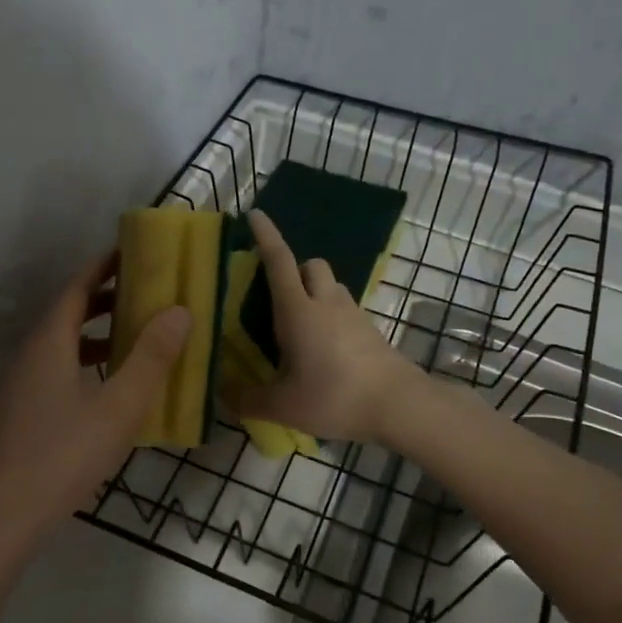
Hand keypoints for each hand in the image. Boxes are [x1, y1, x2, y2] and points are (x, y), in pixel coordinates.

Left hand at [0, 251, 190, 542]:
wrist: (6, 514)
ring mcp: (20, 385)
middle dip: (103, 299)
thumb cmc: (66, 454)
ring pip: (60, 345)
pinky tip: (106, 389)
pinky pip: (56, 370)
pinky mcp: (21, 412)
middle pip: (67, 314)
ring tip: (131, 338)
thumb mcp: (120, 406)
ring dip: (95, 334)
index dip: (102, 267)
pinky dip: (84, 363)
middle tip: (141, 294)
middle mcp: (30, 356)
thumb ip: (151, 358)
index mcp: (50, 343)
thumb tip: (179, 311)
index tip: (130, 253)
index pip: (76, 289)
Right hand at [229, 210, 420, 442]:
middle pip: (312, 265)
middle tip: (277, 297)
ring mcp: (353, 316)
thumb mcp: (282, 406)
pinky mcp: (371, 332)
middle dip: (294, 269)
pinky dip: (331, 317)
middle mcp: (326, 304)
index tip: (255, 215)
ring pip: (332, 286)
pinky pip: (346, 310)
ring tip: (299, 326)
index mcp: (298, 311)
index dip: (266, 236)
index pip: (279, 261)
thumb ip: (247, 399)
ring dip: (314, 292)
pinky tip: (324, 350)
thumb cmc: (335, 397)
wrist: (400, 406)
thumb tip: (221, 394)